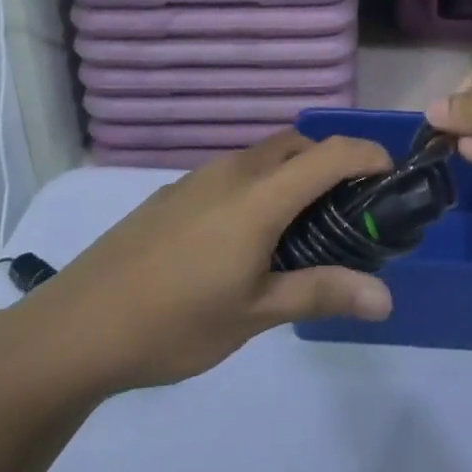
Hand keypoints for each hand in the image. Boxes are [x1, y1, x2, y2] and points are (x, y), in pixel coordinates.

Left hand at [18, 131, 393, 394]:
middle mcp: (233, 172)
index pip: (330, 153)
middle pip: (297, 146)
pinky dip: (259, 187)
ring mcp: (198, 178)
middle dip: (331, 164)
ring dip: (292, 175)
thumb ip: (321, 293)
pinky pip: (234, 173)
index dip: (368, 155)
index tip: (392, 176)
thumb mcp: (255, 313)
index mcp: (259, 195)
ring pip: (263, 158)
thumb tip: (386, 298)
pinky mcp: (174, 192)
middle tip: (348, 212)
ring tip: (300, 230)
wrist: (79, 325)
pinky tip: (245, 239)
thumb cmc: (175, 321)